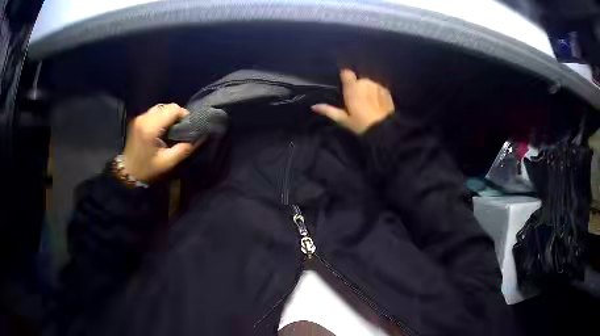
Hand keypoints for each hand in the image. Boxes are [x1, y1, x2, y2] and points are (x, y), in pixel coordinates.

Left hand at [122, 103, 201, 181]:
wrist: (128, 172)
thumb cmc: (147, 169)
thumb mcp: (168, 162)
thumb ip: (184, 148)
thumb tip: (200, 138)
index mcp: (151, 127)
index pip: (173, 109)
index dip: (184, 115)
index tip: (187, 127)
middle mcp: (144, 118)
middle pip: (167, 106)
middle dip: (177, 115)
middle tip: (180, 129)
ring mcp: (140, 117)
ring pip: (161, 107)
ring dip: (169, 115)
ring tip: (172, 129)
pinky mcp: (138, 119)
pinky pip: (154, 112)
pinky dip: (162, 117)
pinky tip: (163, 129)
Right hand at [312, 69, 393, 134]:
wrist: (384, 130)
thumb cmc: (361, 124)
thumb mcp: (343, 119)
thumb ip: (328, 110)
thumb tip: (314, 106)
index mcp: (352, 87)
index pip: (346, 72)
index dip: (345, 78)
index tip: (345, 87)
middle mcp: (364, 82)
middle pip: (358, 79)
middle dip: (357, 86)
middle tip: (357, 100)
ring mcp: (377, 85)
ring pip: (368, 83)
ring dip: (367, 89)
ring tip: (368, 102)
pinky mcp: (386, 90)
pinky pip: (378, 87)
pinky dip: (376, 92)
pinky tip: (377, 103)